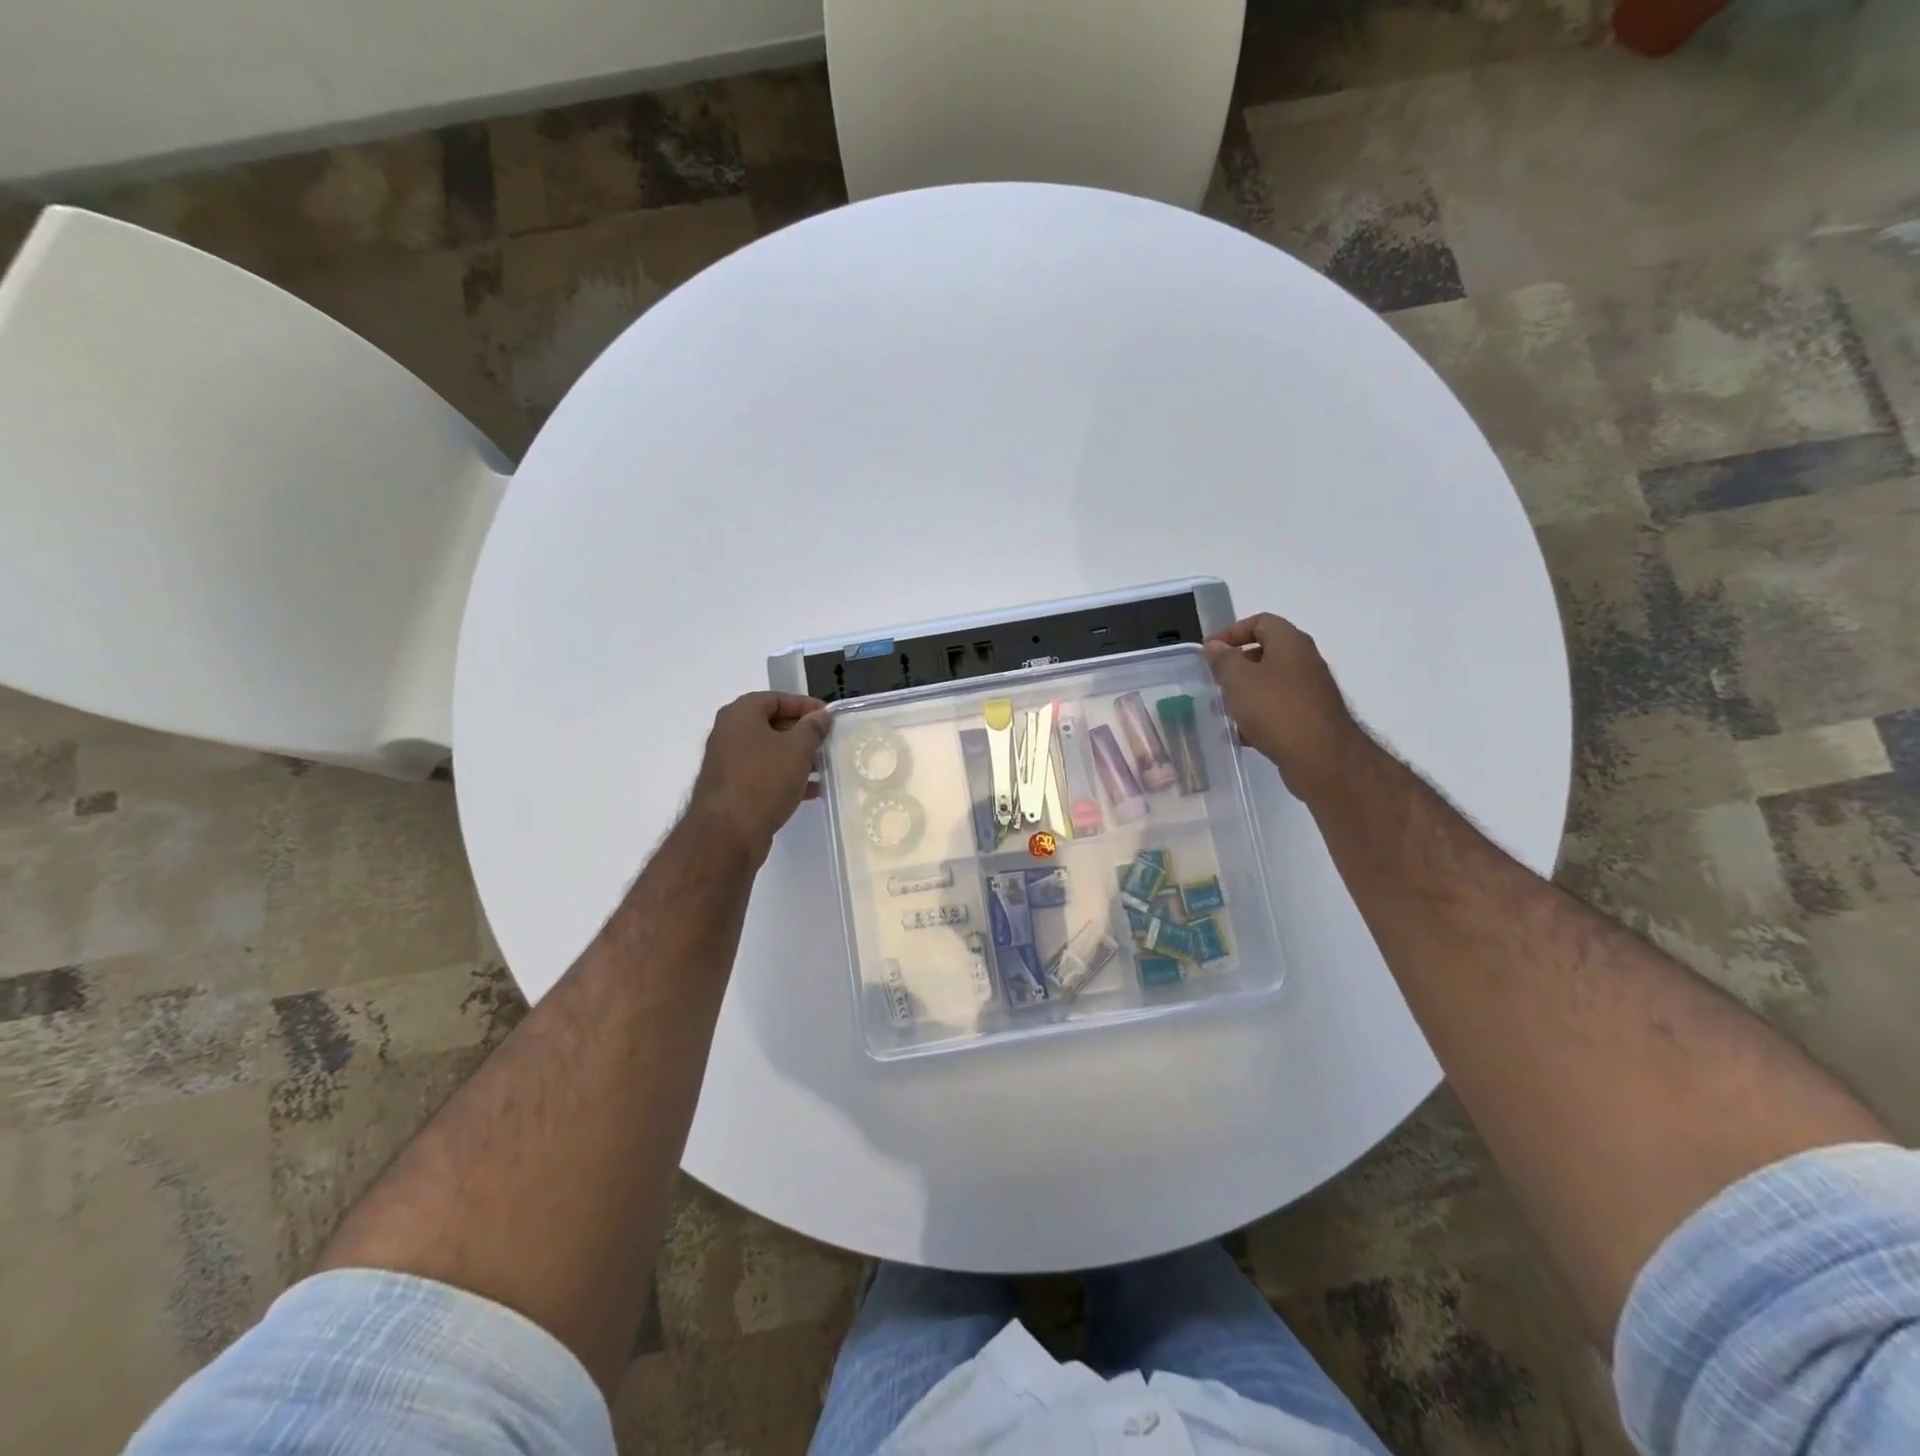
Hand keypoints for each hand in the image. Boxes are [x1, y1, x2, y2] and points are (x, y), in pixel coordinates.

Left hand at [688, 692, 832, 856]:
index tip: (829, 718)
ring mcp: (728, 763)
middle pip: (772, 724)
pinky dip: (786, 778)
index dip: (805, 705)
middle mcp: (729, 733)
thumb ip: (813, 728)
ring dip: (797, 758)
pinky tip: (811, 791)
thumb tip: (821, 716)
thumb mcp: (797, 749)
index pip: (777, 698)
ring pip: (769, 752)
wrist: (727, 833)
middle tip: (827, 743)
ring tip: (824, 769)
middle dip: (802, 734)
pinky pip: (763, 775)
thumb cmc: (764, 780)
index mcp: (740, 714)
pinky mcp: (732, 789)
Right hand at [1202, 614, 1362, 800]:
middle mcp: (1305, 661)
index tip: (1208, 652)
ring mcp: (1310, 691)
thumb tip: (1215, 647)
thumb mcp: (1238, 679)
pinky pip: (1278, 709)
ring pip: (1270, 683)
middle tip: (1214, 681)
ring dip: (1245, 693)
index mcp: (1290, 643)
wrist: (1322, 758)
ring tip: (1224, 709)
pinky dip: (1259, 716)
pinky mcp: (1310, 718)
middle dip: (1236, 666)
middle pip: (1265, 652)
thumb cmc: (1276, 709)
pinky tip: (1243, 734)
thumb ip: (1223, 659)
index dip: (1231, 632)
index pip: (1260, 622)